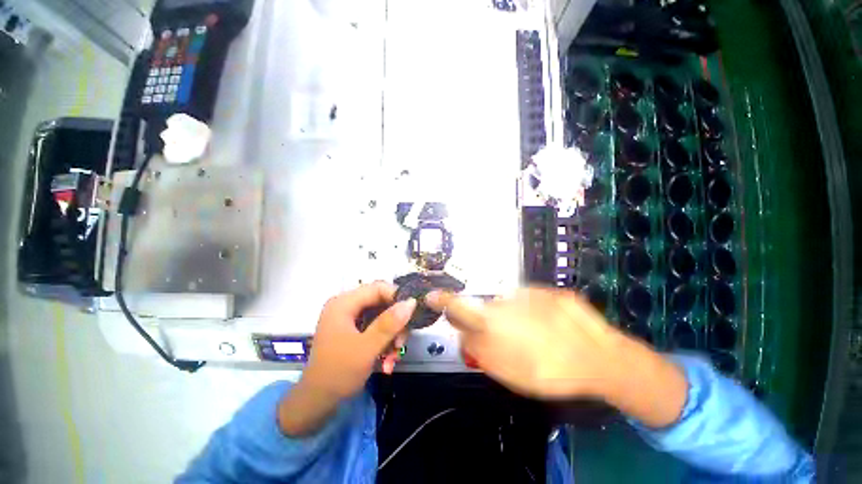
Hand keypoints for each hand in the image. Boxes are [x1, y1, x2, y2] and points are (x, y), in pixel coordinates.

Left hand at [279, 282, 414, 435]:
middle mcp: (347, 306)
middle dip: (395, 323)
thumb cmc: (338, 373)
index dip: (397, 298)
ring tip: (394, 357)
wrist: (317, 403)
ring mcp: (350, 319)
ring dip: (392, 336)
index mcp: (344, 303)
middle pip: (381, 303)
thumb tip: (411, 302)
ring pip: (382, 317)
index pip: (378, 288)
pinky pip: (376, 328)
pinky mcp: (354, 331)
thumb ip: (389, 324)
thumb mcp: (366, 348)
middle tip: (402, 343)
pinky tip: (388, 360)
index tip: (411, 315)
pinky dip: (385, 342)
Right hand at [427, 288, 686, 427]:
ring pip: (508, 304)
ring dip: (511, 318)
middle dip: (485, 320)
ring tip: (534, 338)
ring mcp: (530, 293)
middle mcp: (507, 299)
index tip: (431, 295)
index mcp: (494, 319)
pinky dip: (532, 313)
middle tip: (503, 338)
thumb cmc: (550, 371)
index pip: (459, 305)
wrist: (601, 358)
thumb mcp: (507, 370)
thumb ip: (478, 348)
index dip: (442, 300)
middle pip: (485, 307)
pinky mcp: (548, 292)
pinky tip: (548, 329)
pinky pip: (529, 301)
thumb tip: (464, 333)